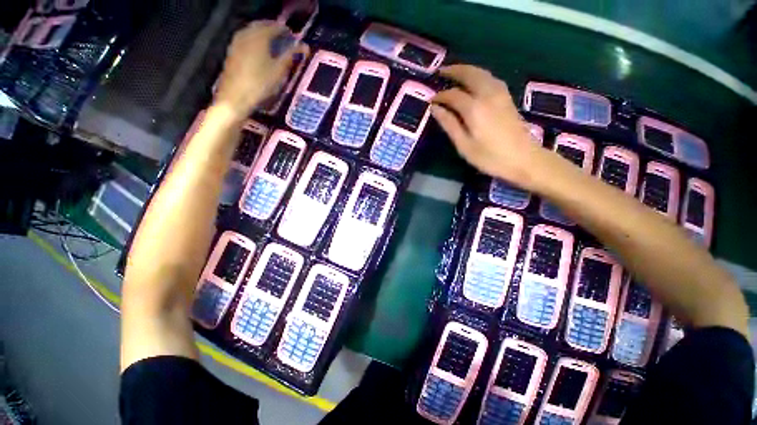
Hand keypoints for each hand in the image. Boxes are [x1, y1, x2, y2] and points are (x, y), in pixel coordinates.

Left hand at [214, 21, 307, 119]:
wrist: (235, 97)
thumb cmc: (260, 84)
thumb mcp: (279, 71)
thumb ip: (291, 56)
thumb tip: (304, 46)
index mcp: (259, 36)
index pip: (275, 27)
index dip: (286, 31)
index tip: (294, 37)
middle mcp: (246, 34)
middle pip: (262, 26)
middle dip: (274, 30)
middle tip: (284, 39)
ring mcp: (237, 42)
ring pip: (253, 31)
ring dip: (264, 35)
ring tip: (274, 45)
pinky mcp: (232, 52)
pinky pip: (246, 39)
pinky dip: (256, 41)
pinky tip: (261, 51)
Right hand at [431, 65, 547, 189]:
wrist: (523, 159)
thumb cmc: (489, 157)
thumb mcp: (464, 145)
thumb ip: (449, 124)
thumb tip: (435, 109)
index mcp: (474, 108)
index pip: (453, 95)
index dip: (440, 96)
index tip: (431, 101)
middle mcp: (487, 94)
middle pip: (469, 74)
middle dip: (454, 71)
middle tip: (441, 72)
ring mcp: (500, 94)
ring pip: (481, 73)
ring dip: (467, 70)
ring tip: (454, 74)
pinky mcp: (507, 97)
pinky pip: (490, 78)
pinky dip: (478, 75)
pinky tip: (474, 81)